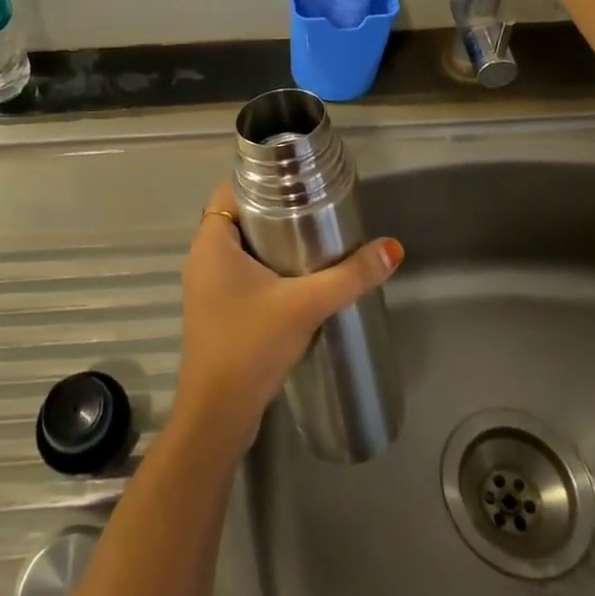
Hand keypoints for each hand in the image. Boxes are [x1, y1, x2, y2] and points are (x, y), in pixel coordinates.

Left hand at [171, 180, 402, 457]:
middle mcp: (202, 258)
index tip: (298, 178)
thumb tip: (392, 248)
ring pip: (240, 247)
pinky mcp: (215, 312)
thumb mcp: (305, 305)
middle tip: (315, 205)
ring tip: (313, 236)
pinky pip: (240, 273)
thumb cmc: (249, 346)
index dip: (262, 177)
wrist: (216, 417)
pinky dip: (265, 267)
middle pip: (239, 216)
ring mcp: (206, 288)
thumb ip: (349, 276)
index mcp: (211, 242)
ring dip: (271, 241)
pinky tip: (297, 278)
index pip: (232, 189)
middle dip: (274, 209)